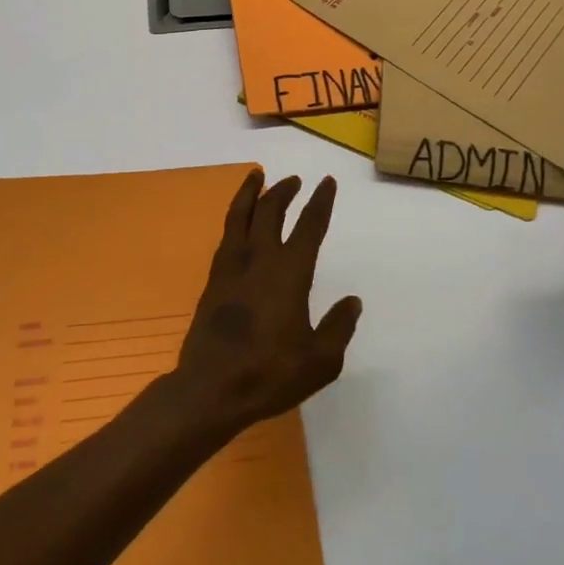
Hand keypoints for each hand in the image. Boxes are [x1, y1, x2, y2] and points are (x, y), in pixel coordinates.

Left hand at [171, 169, 362, 437]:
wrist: (210, 389)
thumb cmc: (269, 374)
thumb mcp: (320, 361)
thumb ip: (338, 328)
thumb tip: (352, 302)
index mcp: (289, 273)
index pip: (309, 226)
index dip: (320, 202)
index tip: (327, 182)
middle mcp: (260, 260)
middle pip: (271, 211)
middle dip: (285, 191)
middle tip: (295, 180)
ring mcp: (232, 267)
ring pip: (241, 215)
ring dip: (252, 192)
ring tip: (258, 175)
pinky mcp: (214, 279)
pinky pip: (227, 234)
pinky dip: (235, 216)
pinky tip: (239, 219)